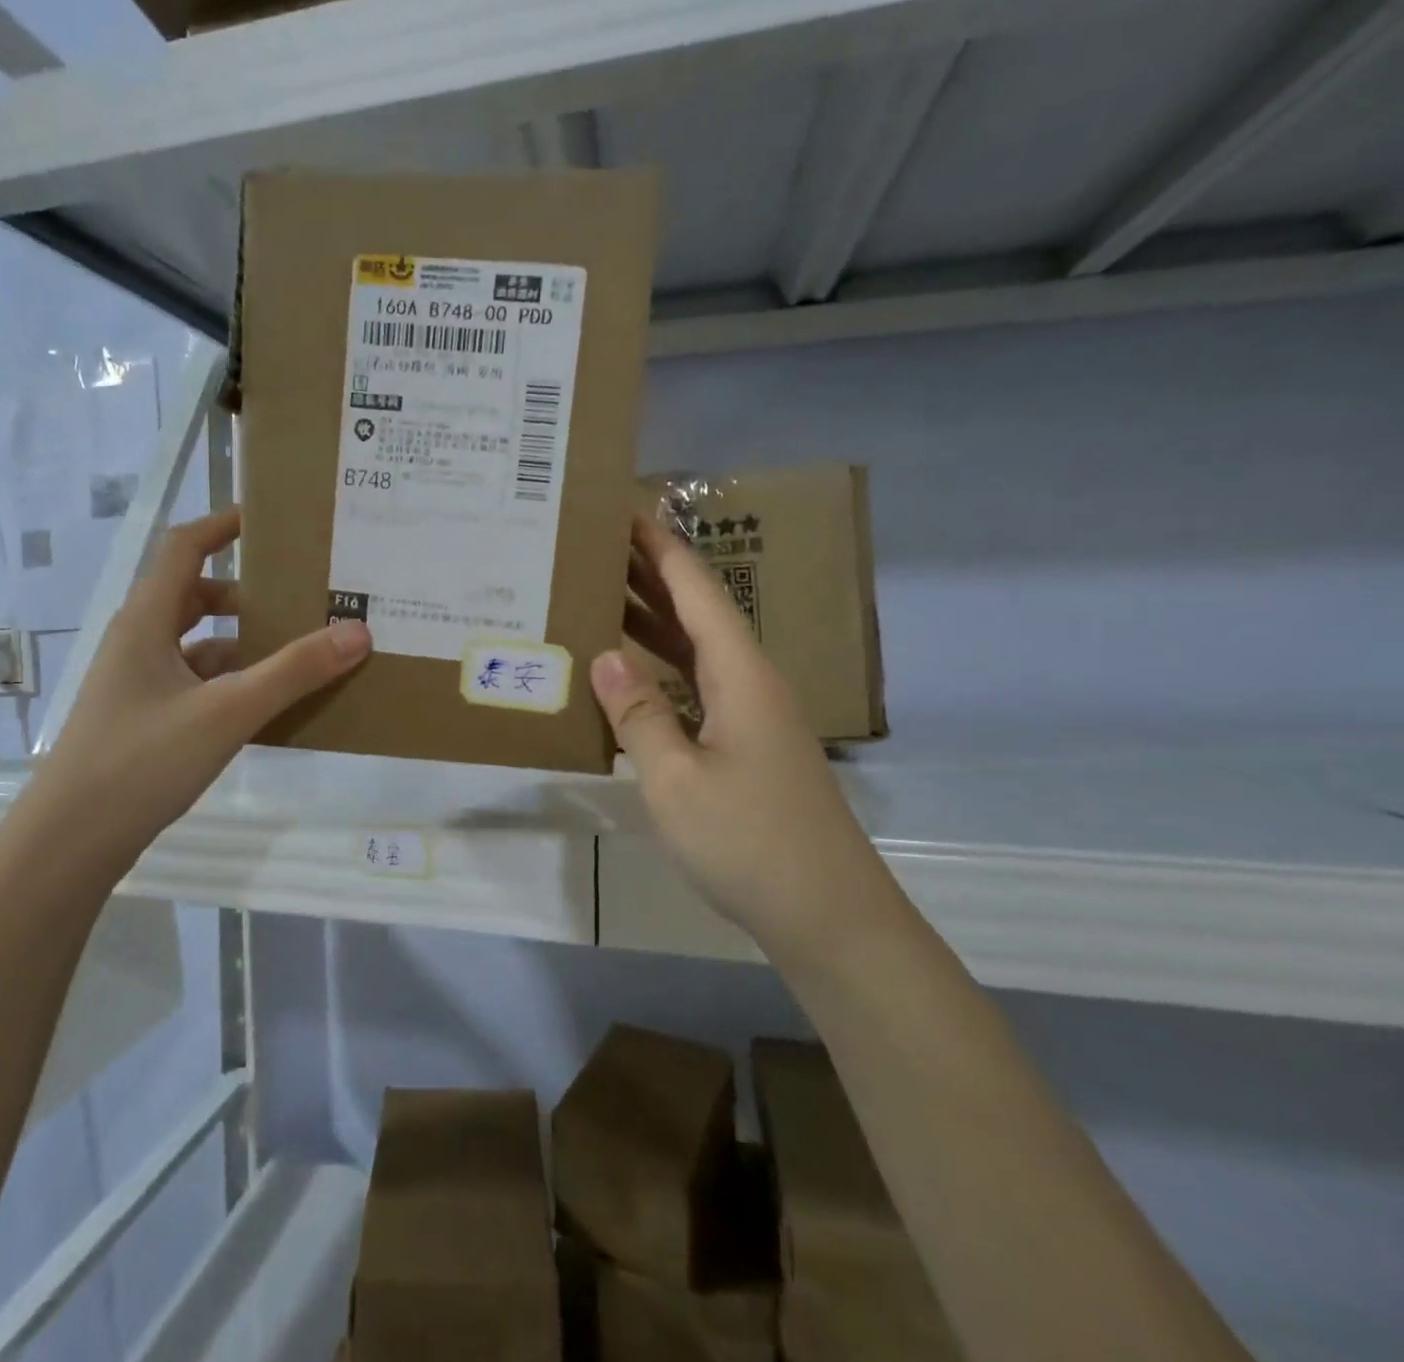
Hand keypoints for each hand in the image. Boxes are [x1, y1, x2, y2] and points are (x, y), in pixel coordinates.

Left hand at [19, 508, 371, 885]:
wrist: (70, 843)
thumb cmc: (142, 761)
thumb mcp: (227, 712)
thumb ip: (294, 672)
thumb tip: (358, 632)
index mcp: (146, 621)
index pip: (184, 548)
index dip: (223, 525)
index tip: (271, 522)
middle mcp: (139, 642)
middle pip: (196, 597)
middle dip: (248, 594)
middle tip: (302, 598)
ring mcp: (139, 684)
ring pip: (200, 646)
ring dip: (244, 644)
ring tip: (299, 654)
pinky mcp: (146, 719)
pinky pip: (197, 684)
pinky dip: (232, 684)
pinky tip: (269, 706)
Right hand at [598, 516, 896, 964]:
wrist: (827, 915)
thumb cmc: (749, 841)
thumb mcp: (675, 779)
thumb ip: (639, 715)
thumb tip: (604, 658)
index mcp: (740, 674)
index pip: (696, 591)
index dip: (660, 549)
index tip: (625, 510)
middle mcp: (749, 682)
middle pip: (696, 612)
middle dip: (649, 575)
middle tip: (596, 546)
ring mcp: (750, 717)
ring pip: (694, 651)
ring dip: (652, 621)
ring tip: (600, 596)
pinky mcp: (746, 747)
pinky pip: (695, 688)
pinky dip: (659, 669)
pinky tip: (628, 676)